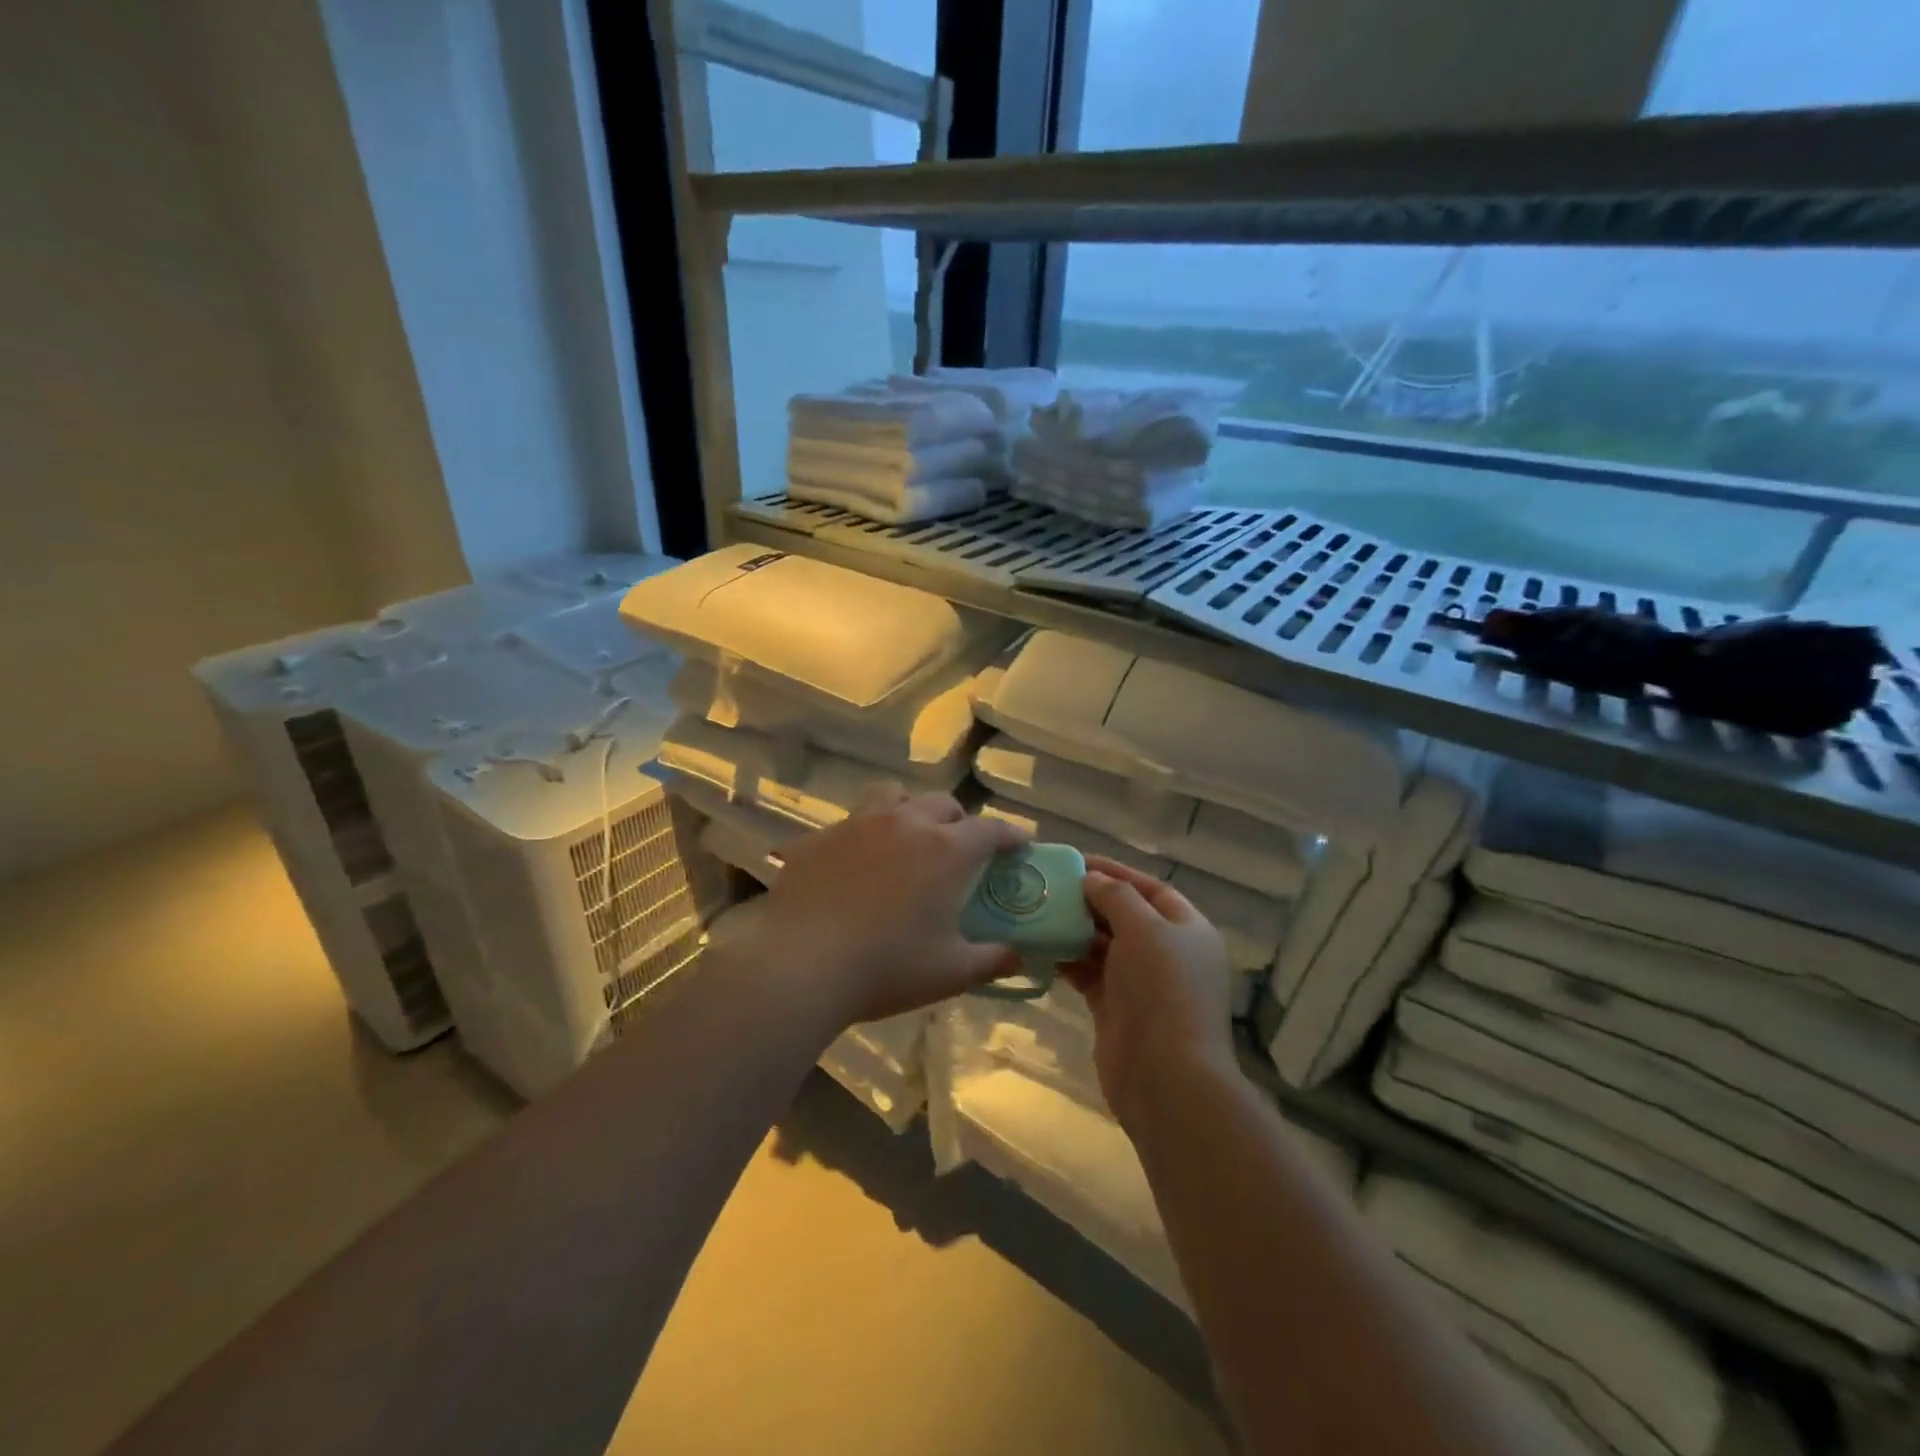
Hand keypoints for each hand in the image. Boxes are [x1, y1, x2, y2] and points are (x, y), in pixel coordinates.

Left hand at [756, 789, 1028, 1024]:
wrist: (800, 965)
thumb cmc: (886, 968)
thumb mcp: (950, 973)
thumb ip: (992, 960)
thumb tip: (1018, 955)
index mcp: (944, 850)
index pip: (990, 829)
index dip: (1010, 834)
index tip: (1020, 844)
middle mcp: (905, 823)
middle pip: (943, 804)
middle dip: (959, 822)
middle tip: (960, 850)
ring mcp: (858, 824)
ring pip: (893, 797)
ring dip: (910, 811)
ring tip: (907, 840)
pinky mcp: (819, 837)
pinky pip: (850, 823)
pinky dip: (864, 836)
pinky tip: (855, 866)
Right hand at [1059, 855, 1236, 1130]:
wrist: (1165, 1077)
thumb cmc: (1162, 991)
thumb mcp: (1145, 929)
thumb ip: (1117, 896)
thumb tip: (1092, 879)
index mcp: (1187, 929)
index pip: (1151, 889)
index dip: (1116, 872)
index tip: (1077, 861)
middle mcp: (1167, 952)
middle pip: (1125, 915)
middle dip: (1090, 900)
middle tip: (1048, 887)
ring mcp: (1141, 982)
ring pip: (1103, 944)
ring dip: (1074, 929)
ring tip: (1037, 911)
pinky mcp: (1115, 1007)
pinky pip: (1088, 972)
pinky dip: (1067, 959)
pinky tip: (1039, 946)